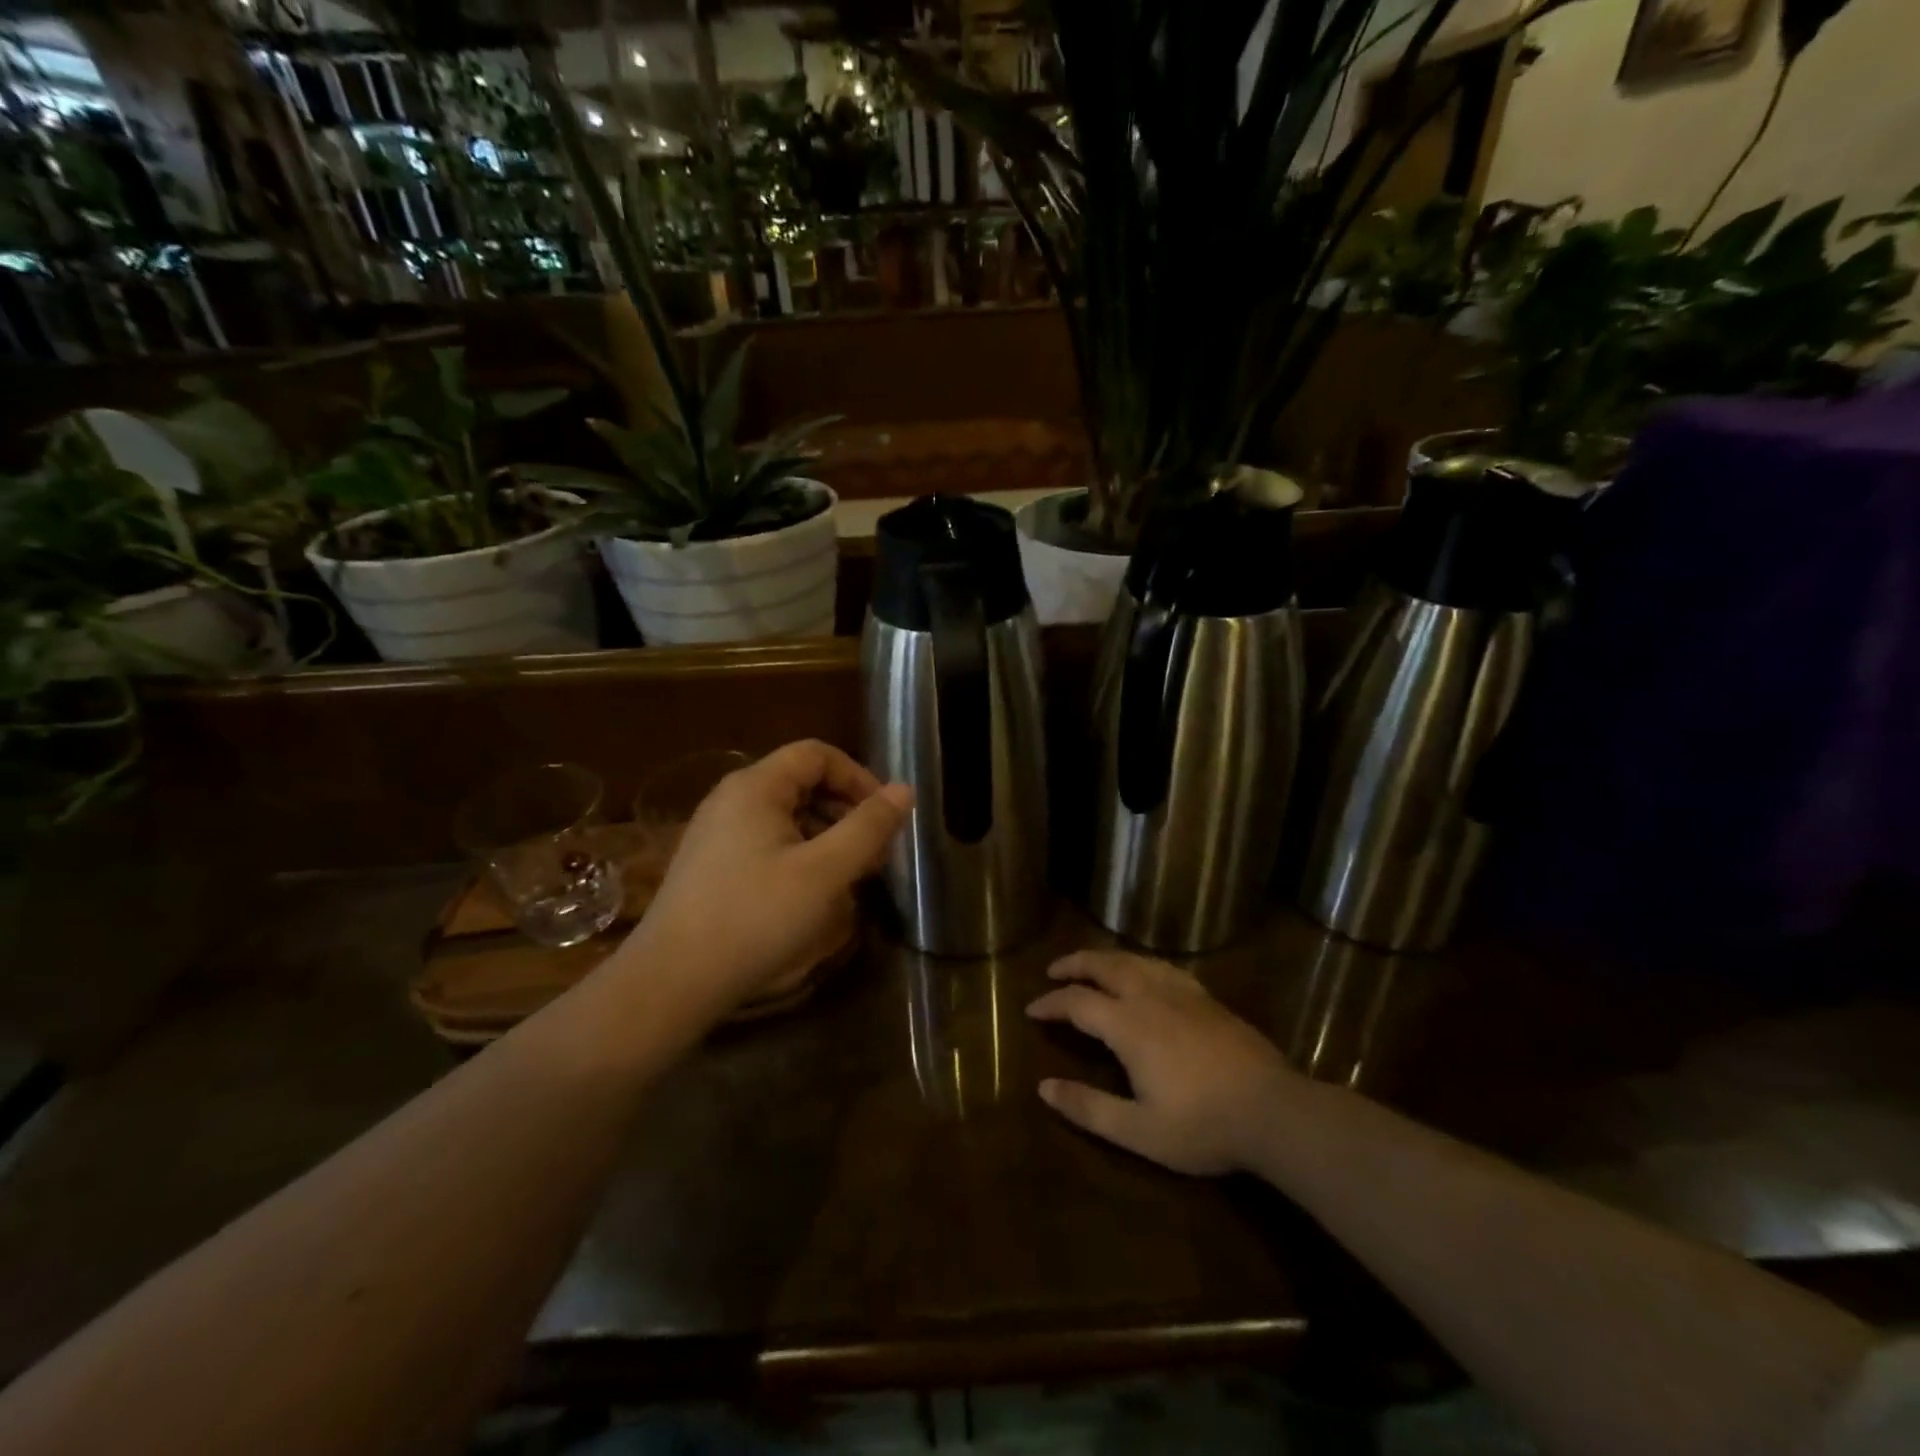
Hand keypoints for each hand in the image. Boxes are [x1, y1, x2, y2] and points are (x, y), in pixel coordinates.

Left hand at [626, 740, 910, 1014]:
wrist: (673, 980)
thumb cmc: (756, 918)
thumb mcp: (825, 872)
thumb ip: (868, 827)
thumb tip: (905, 790)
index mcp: (756, 787)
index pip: (817, 754)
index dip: (859, 777)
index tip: (885, 817)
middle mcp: (732, 798)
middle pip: (802, 782)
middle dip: (846, 810)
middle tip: (875, 852)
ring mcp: (717, 832)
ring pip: (786, 815)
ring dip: (826, 835)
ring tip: (851, 875)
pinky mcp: (712, 864)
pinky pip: (767, 841)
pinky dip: (800, 853)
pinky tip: (813, 892)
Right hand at [1027, 951, 1297, 1175]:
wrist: (1274, 1111)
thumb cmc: (1203, 1125)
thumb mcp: (1139, 1130)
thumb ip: (1089, 1108)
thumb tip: (1044, 1087)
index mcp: (1129, 1025)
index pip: (1077, 1002)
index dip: (1051, 1002)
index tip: (1032, 1009)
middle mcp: (1150, 996)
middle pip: (1104, 966)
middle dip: (1074, 964)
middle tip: (1053, 971)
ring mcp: (1182, 993)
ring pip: (1134, 960)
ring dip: (1105, 958)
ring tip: (1091, 965)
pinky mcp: (1206, 997)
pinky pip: (1162, 966)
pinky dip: (1139, 962)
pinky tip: (1142, 971)